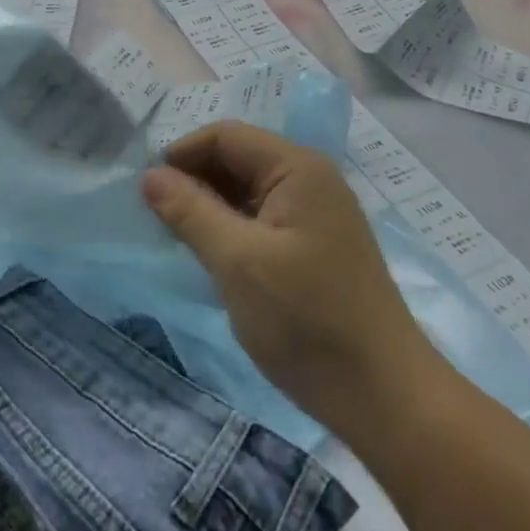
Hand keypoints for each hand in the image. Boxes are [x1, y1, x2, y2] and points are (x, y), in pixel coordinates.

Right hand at [142, 123, 433, 434]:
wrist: (383, 394)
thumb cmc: (306, 320)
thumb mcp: (237, 262)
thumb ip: (190, 211)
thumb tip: (149, 175)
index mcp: (297, 167)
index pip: (227, 136)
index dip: (183, 153)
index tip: (146, 189)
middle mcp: (311, 179)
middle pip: (239, 158)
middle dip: (195, 179)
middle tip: (156, 217)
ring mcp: (317, 213)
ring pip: (249, 190)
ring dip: (211, 206)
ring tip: (177, 237)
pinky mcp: (316, 245)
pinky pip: (264, 219)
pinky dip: (233, 228)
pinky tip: (213, 255)